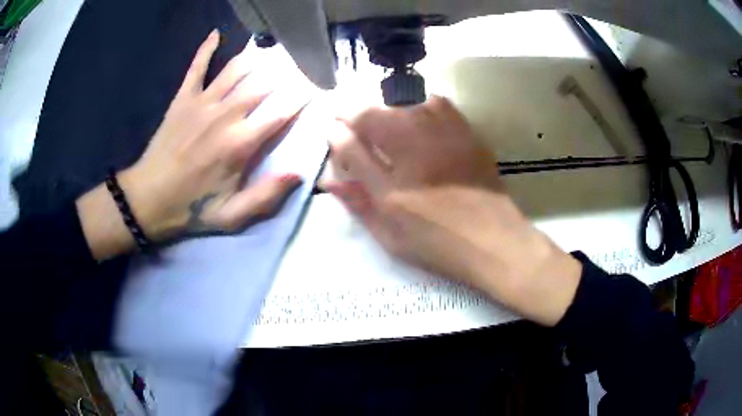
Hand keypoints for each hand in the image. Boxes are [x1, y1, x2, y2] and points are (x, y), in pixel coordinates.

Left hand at [121, 30, 309, 238]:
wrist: (148, 199)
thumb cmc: (192, 208)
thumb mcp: (233, 216)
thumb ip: (266, 196)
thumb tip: (298, 174)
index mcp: (240, 144)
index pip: (281, 112)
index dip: (303, 97)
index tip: (318, 87)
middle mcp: (225, 115)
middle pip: (263, 83)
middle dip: (287, 72)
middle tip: (302, 63)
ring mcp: (202, 102)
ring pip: (236, 68)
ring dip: (258, 57)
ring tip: (274, 49)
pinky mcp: (183, 98)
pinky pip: (197, 66)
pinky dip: (206, 48)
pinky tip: (216, 34)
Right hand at [325, 96, 581, 325]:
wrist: (493, 240)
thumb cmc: (439, 244)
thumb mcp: (390, 235)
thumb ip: (358, 203)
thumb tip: (330, 181)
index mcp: (391, 186)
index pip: (351, 146)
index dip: (337, 134)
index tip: (332, 131)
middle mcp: (415, 154)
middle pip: (375, 115)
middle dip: (356, 115)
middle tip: (352, 124)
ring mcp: (443, 138)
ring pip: (404, 103)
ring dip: (386, 107)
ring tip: (384, 121)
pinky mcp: (466, 133)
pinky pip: (437, 103)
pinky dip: (420, 105)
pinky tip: (419, 117)